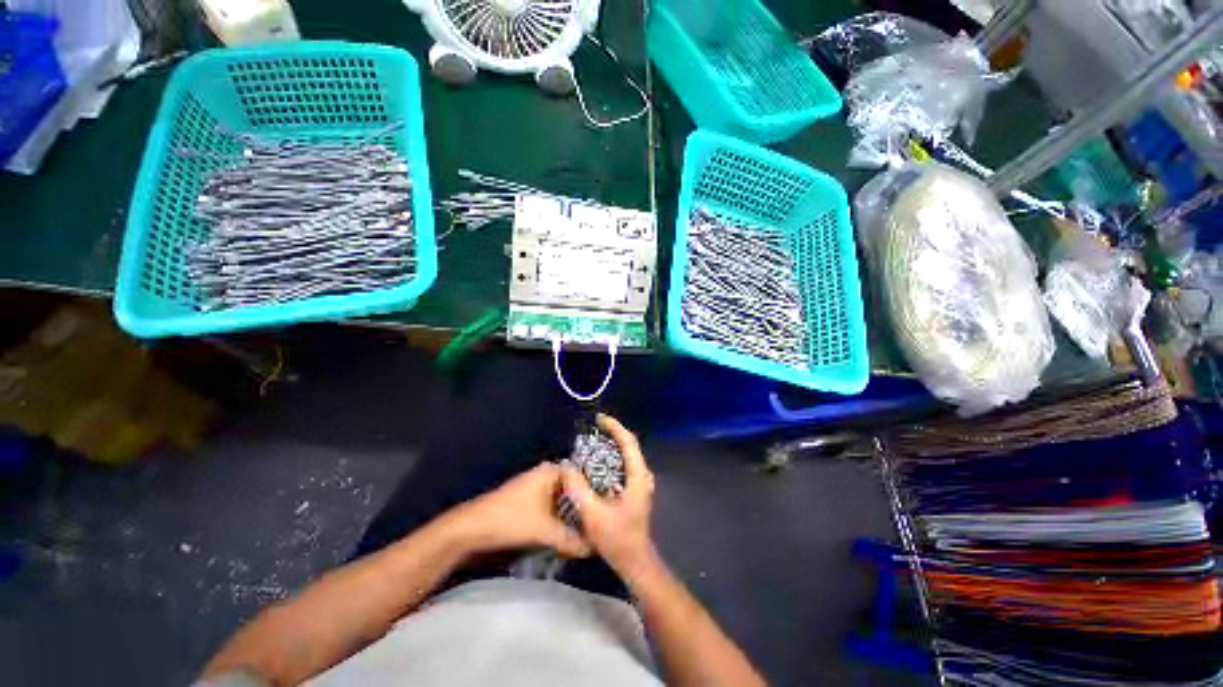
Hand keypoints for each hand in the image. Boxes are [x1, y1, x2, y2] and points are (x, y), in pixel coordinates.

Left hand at [450, 463, 591, 557]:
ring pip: (563, 500)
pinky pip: (552, 508)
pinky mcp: (528, 503)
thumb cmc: (511, 520)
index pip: (583, 475)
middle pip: (574, 489)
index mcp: (552, 471)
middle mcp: (546, 474)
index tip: (610, 507)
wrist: (471, 530)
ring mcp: (536, 488)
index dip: (596, 491)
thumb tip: (596, 548)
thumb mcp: (545, 531)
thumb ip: (572, 540)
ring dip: (573, 515)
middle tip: (603, 521)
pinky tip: (570, 533)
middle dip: (586, 506)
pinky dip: (560, 519)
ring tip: (591, 530)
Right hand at [562, 414, 657, 577]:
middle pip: (629, 445)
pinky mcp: (635, 489)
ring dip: (613, 443)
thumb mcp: (593, 515)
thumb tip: (567, 467)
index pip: (629, 442)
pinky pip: (624, 464)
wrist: (634, 560)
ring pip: (627, 454)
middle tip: (594, 427)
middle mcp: (642, 475)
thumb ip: (579, 489)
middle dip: (613, 432)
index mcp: (637, 476)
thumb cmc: (616, 539)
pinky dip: (612, 456)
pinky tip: (598, 461)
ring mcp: (640, 482)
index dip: (615, 427)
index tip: (599, 419)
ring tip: (595, 439)